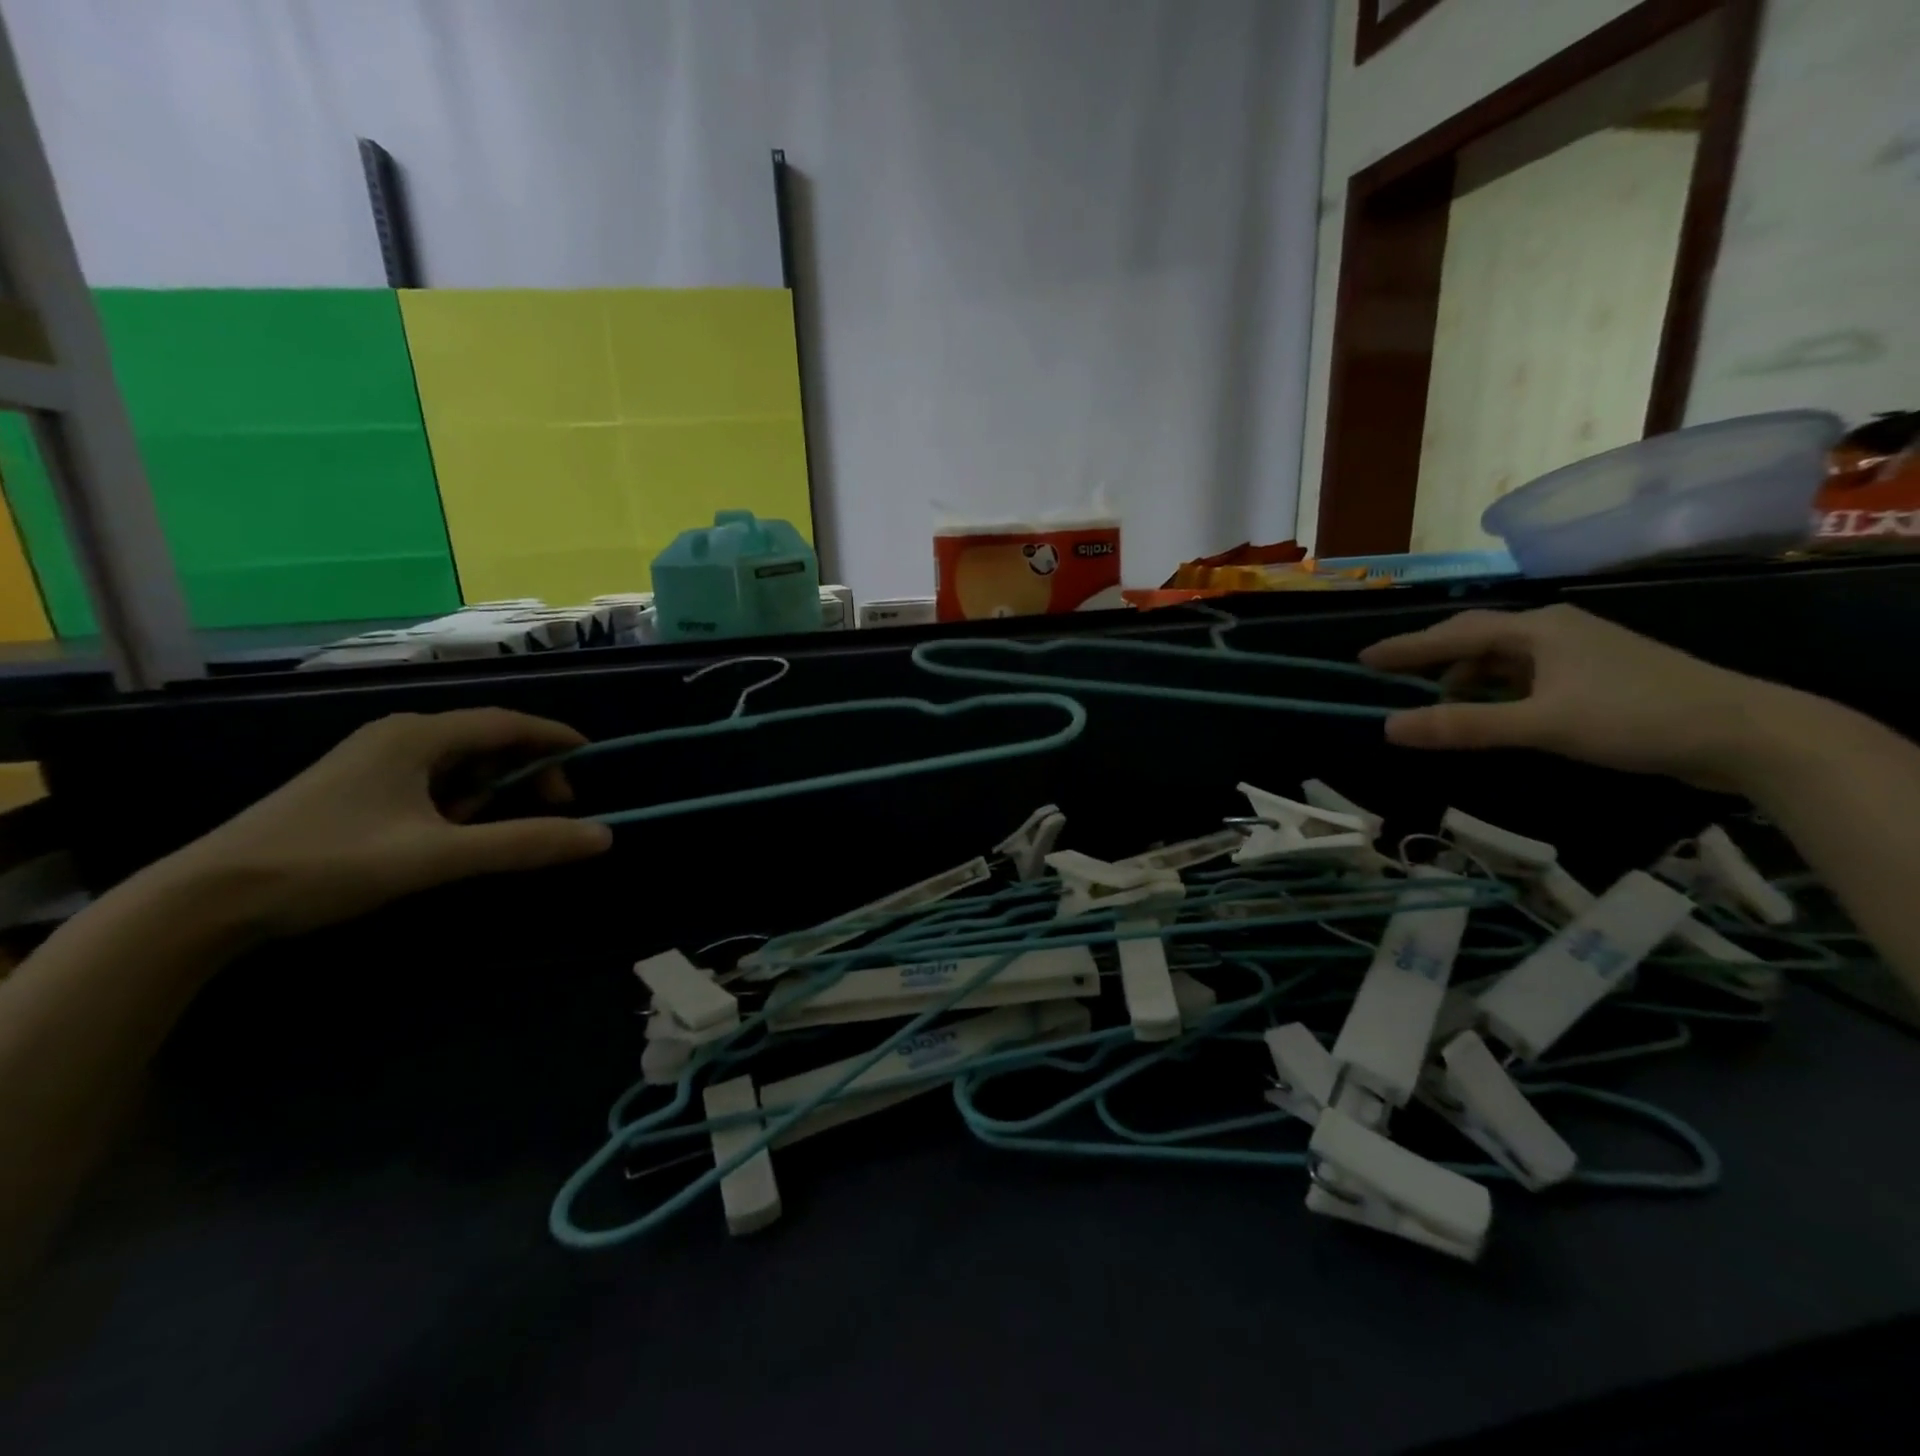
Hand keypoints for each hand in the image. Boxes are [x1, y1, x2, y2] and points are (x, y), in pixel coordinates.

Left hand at [162, 708, 612, 940]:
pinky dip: (457, 801)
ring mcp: (372, 762)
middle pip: (485, 739)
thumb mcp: (439, 856)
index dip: (555, 737)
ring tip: (495, 828)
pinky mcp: (355, 789)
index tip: (592, 758)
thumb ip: (524, 843)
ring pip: (456, 763)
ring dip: (490, 789)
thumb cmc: (330, 863)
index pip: (507, 722)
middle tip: (554, 807)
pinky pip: (429, 782)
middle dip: (526, 769)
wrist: (206, 901)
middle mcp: (397, 737)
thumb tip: (602, 836)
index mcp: (417, 736)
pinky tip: (450, 834)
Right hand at [1359, 605, 1800, 791]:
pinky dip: (1498, 691)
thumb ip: (1463, 726)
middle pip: (1476, 639)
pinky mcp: (1598, 676)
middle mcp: (1555, 630)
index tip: (1364, 659)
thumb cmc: (1635, 717)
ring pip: (1503, 659)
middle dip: (1432, 659)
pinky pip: (1527, 676)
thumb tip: (1388, 727)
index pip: (1454, 634)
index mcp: (1538, 629)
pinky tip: (1494, 712)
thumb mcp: (1541, 725)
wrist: (1748, 733)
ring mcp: (1579, 652)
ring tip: (1442, 706)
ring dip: (1467, 679)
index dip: (1406, 647)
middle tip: (1393, 678)